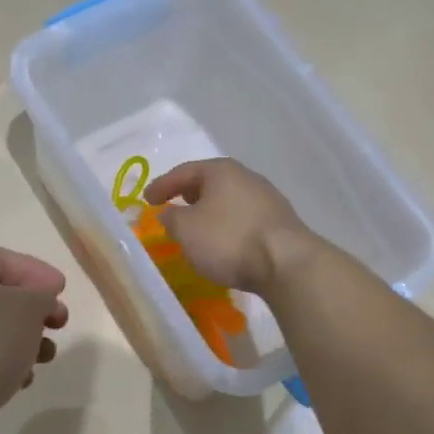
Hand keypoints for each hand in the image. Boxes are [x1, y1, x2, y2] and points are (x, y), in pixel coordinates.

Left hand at [0, 246, 68, 433]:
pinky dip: (2, 361)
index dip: (35, 270)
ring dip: (22, 337)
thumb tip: (39, 300)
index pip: (2, 257)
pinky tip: (20, 380)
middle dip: (33, 308)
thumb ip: (41, 296)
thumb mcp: (27, 310)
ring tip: (45, 357)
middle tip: (59, 322)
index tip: (62, 290)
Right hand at [143, 158, 318, 294]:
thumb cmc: (228, 239)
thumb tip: (169, 214)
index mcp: (221, 170)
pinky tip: (223, 241)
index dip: (162, 185)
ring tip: (196, 228)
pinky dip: (227, 226)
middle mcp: (246, 177)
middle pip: (210, 183)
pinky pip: (243, 218)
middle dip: (188, 195)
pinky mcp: (279, 223)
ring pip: (228, 201)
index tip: (147, 199)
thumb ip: (170, 219)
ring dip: (210, 212)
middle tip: (172, 207)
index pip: (184, 172)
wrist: (286, 264)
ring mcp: (267, 199)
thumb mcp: (186, 230)